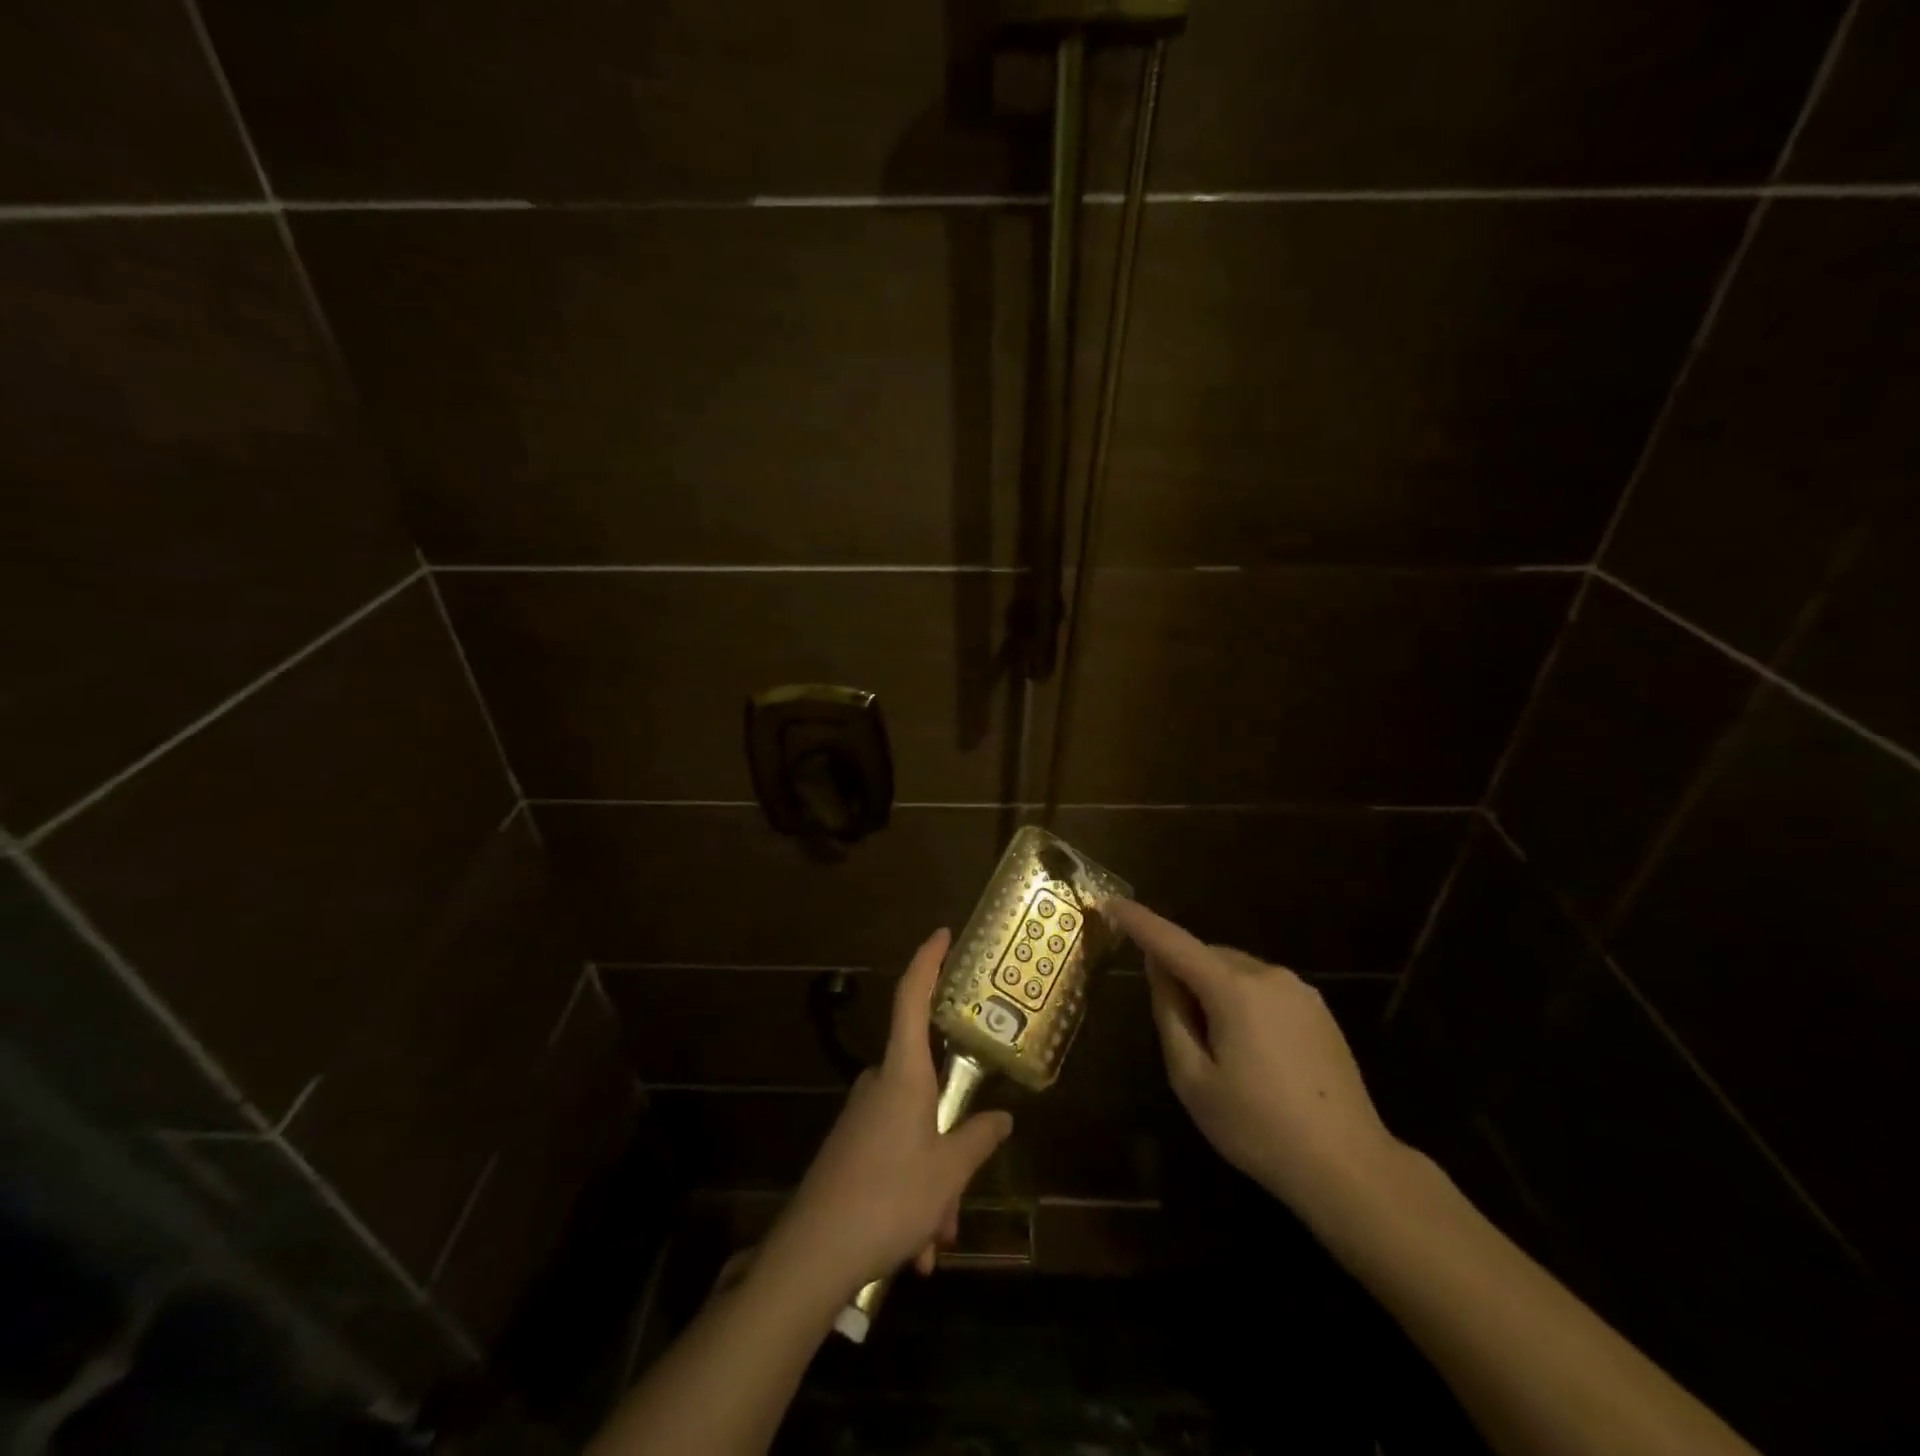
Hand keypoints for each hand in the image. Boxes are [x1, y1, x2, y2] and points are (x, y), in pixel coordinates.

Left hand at [763, 929, 1013, 1297]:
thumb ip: (977, 1140)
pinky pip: (895, 1155)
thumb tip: (1001, 1118)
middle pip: (927, 1085)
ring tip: (936, 1238)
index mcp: (902, 1073)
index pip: (912, 998)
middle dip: (952, 1135)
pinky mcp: (850, 1146)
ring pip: (915, 1131)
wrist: (812, 1255)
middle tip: (961, 1193)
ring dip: (933, 1180)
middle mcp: (879, 1084)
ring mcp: (861, 1115)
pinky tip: (915, 1249)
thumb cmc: (888, 1198)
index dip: (927, 962)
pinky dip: (913, 1193)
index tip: (941, 933)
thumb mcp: (947, 1174)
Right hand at [1106, 900, 1401, 1222]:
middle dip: (1182, 973)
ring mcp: (1299, 990)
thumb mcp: (1193, 1079)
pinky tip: (1252, 1052)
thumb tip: (1159, 969)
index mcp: (1233, 990)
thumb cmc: (1258, 1127)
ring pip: (1235, 971)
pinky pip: (1263, 988)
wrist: (1350, 1166)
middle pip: (1206, 956)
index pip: (1173, 942)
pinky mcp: (1318, 1010)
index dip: (1139, 921)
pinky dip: (1241, 1000)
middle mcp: (1268, 975)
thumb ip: (1170, 1015)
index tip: (1110, 903)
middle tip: (1176, 1026)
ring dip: (1212, 988)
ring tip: (1217, 1048)